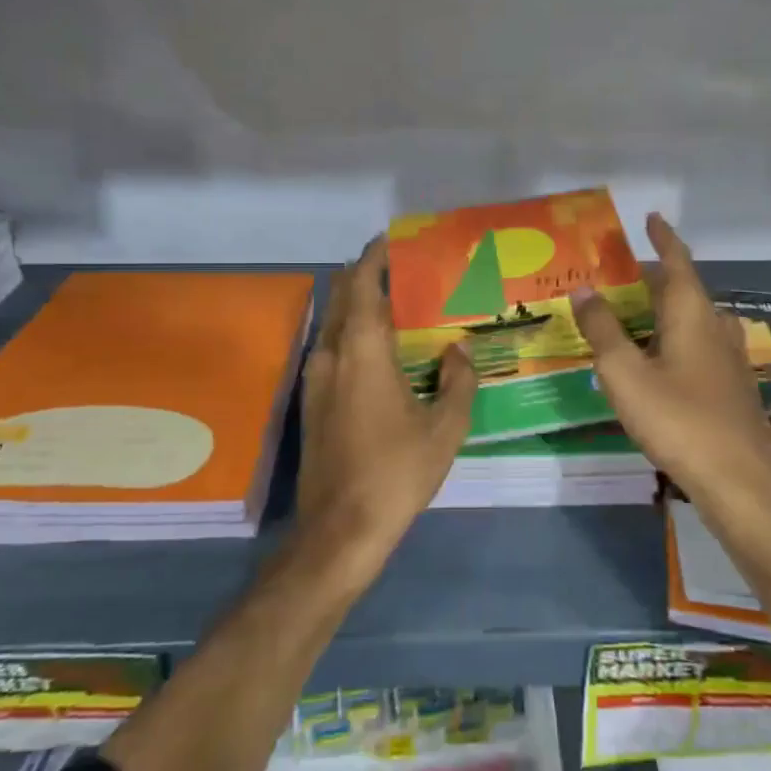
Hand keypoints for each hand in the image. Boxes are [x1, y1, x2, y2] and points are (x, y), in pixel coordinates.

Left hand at [295, 238, 477, 576]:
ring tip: (399, 307)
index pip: (361, 285)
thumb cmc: (396, 472)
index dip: (375, 257)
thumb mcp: (445, 428)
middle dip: (367, 276)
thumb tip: (458, 350)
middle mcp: (331, 355)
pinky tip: (382, 352)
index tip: (395, 240)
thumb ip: (458, 381)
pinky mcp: (312, 402)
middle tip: (406, 272)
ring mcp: (315, 379)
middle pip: (342, 297)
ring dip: (360, 307)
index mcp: (362, 351)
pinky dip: (354, 335)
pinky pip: (332, 349)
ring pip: (334, 324)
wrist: (340, 529)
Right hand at [570, 213, 770, 524]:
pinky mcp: (731, 386)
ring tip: (632, 314)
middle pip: (684, 290)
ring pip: (692, 320)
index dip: (663, 238)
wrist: (738, 479)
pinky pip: (698, 345)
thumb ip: (603, 330)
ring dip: (664, 310)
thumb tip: (585, 289)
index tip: (651, 218)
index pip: (678, 262)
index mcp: (692, 314)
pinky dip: (673, 338)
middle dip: (654, 278)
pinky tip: (657, 360)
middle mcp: (716, 327)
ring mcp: (728, 358)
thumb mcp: (625, 373)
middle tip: (620, 275)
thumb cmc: (677, 418)